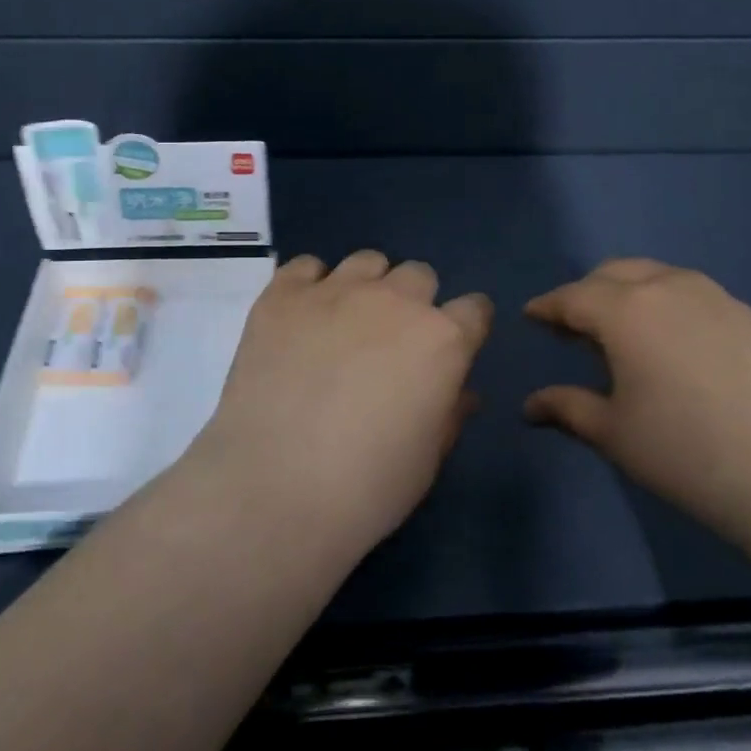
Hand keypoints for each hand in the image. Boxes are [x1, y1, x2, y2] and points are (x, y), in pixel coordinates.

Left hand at [190, 251, 492, 556]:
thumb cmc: (368, 486)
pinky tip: (301, 319)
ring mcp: (335, 292)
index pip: (474, 308)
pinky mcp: (282, 296)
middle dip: (415, 302)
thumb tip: (460, 391)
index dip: (465, 327)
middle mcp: (395, 301)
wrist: (275, 489)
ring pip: (367, 262)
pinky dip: (310, 284)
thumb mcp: (427, 458)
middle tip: (391, 342)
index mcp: (442, 339)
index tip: (452, 348)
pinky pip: (306, 266)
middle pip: (419, 275)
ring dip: (367, 286)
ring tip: (345, 324)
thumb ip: (450, 413)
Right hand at [523, 259, 750, 552]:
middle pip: (614, 274)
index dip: (547, 307)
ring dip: (629, 294)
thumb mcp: (616, 434)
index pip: (572, 297)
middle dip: (586, 294)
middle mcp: (669, 288)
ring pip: (658, 278)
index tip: (531, 316)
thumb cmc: (690, 452)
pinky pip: (692, 295)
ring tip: (622, 334)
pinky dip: (667, 305)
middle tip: (573, 328)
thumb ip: (568, 409)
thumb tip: (530, 405)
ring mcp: (717, 299)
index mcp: (626, 310)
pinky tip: (674, 345)